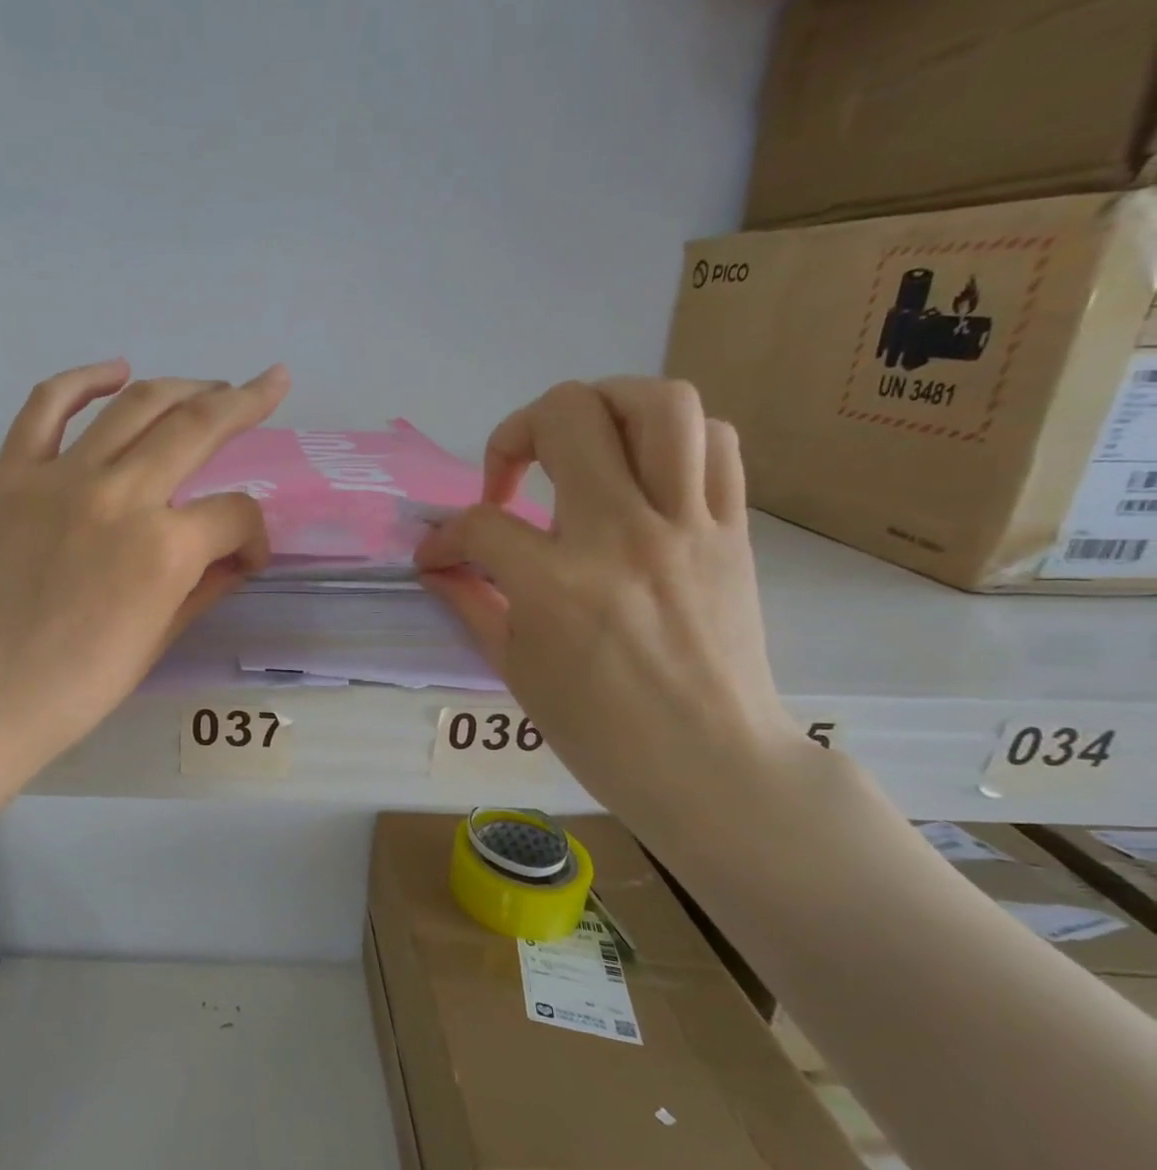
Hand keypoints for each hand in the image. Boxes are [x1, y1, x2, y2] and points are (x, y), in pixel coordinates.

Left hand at [0, 358, 288, 774]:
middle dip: (245, 403)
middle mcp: (120, 495)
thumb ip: (204, 585)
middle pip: (198, 427)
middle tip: (270, 386)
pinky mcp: (11, 475)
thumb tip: (234, 553)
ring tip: (210, 385)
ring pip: (135, 406)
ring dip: (184, 386)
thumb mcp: (158, 642)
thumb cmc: (75, 689)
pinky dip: (84, 380)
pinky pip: (47, 406)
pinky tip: (116, 371)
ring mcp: (60, 478)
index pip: (233, 514)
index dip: (254, 534)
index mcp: (165, 549)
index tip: (246, 557)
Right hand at [416, 378, 803, 831]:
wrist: (712, 766)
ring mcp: (688, 526)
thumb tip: (436, 564)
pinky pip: (716, 442)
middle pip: (568, 417)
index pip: (479, 524)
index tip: (437, 557)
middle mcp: (623, 536)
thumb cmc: (599, 730)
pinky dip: (671, 437)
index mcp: (557, 585)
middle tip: (507, 479)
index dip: (442, 537)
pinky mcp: (733, 530)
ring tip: (578, 444)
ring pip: (656, 403)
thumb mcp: (514, 668)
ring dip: (601, 405)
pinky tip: (641, 471)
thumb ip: (471, 600)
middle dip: (514, 433)